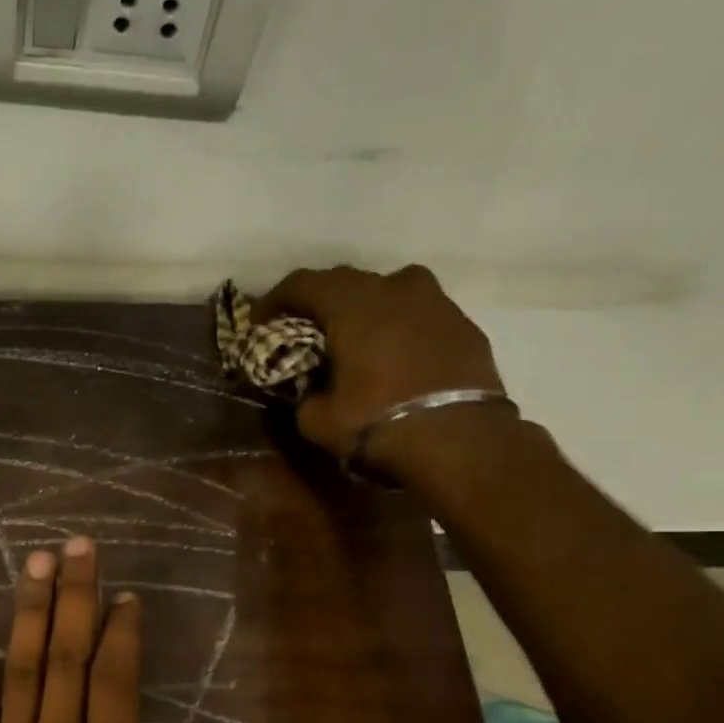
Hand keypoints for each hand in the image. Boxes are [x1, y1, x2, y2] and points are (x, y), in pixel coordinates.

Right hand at [255, 265, 511, 478]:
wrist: (461, 442)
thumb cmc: (380, 424)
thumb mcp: (320, 421)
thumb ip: (305, 397)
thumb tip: (308, 392)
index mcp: (353, 305)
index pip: (303, 283)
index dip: (274, 299)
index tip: (259, 321)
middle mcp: (395, 289)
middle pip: (346, 280)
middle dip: (319, 301)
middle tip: (304, 327)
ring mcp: (436, 303)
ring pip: (391, 289)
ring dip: (366, 306)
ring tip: (356, 334)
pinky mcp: (464, 325)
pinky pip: (421, 314)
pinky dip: (401, 326)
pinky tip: (397, 355)